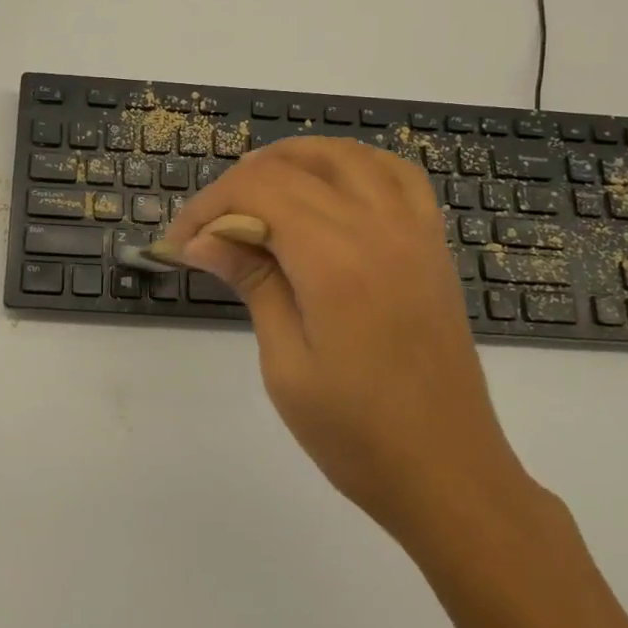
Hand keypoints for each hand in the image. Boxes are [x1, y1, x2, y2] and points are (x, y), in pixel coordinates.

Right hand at [165, 138, 538, 558]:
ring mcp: (414, 231)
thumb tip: (201, 239)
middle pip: (294, 165)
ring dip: (293, 161)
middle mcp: (378, 227)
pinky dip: (353, 165)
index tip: (179, 243)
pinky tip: (330, 190)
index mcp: (335, 259)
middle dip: (238, 185)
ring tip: (258, 196)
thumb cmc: (356, 433)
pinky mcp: (432, 245)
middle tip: (209, 228)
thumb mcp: (285, 362)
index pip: (258, 190)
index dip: (208, 206)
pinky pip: (395, 174)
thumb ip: (252, 283)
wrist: (447, 472)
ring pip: (346, 155)